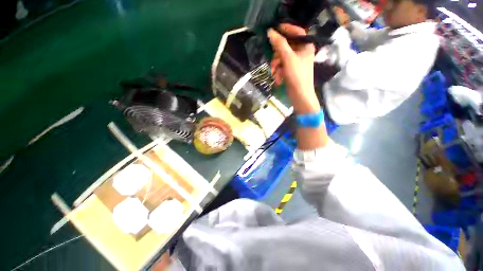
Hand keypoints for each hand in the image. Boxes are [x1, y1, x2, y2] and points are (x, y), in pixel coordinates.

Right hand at [267, 24, 319, 113]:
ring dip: (276, 65)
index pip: (296, 31)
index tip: (273, 30)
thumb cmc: (297, 75)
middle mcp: (302, 51)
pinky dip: (278, 71)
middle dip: (277, 55)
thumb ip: (279, 44)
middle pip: (286, 46)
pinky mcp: (291, 69)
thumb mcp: (288, 58)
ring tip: (275, 74)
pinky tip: (278, 78)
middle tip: (273, 63)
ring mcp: (296, 61)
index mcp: (306, 45)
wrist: (300, 95)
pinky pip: (282, 65)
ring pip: (282, 57)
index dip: (285, 29)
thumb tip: (270, 31)